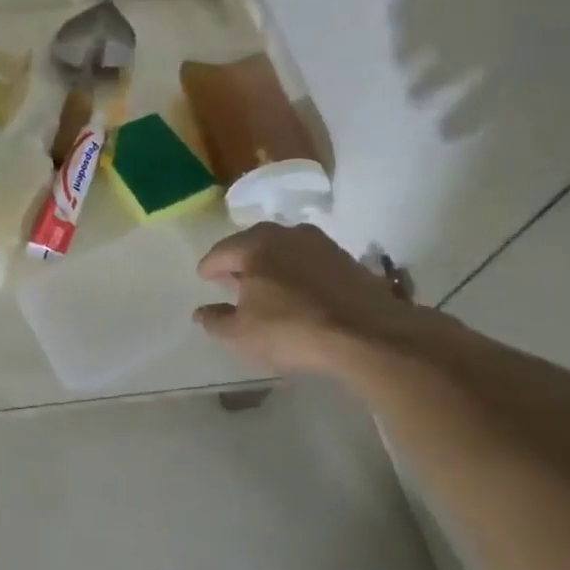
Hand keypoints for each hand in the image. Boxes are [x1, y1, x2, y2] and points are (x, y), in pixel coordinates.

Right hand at [194, 224, 420, 374]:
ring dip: (272, 264)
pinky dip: (298, 272)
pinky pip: (310, 261)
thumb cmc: (292, 330)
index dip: (209, 268)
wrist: (369, 335)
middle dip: (240, 261)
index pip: (220, 253)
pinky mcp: (348, 260)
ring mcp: (321, 244)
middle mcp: (286, 234)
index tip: (204, 278)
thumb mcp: (241, 334)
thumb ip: (216, 321)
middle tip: (231, 279)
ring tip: (266, 285)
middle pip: (253, 244)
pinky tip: (299, 292)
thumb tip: (200, 312)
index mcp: (254, 246)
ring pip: (284, 249)